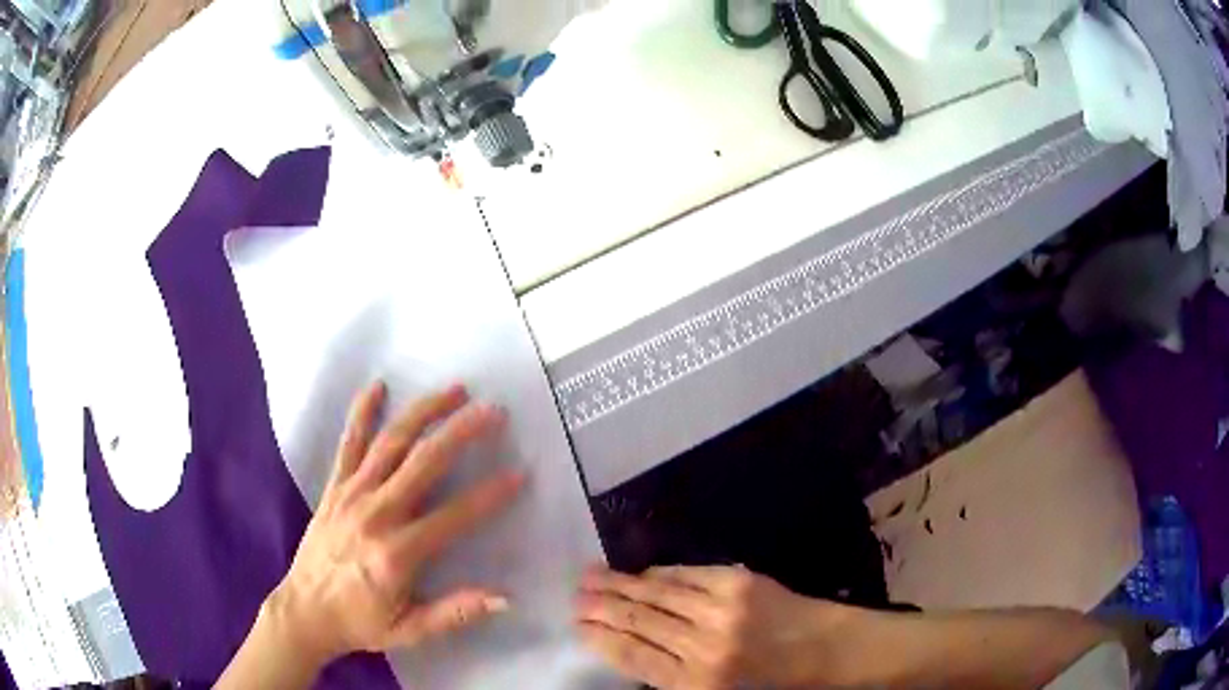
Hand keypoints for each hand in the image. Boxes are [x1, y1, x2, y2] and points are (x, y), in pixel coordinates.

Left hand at [264, 382, 524, 667]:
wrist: (304, 611)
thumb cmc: (360, 623)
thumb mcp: (410, 630)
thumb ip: (455, 613)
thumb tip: (505, 598)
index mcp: (397, 553)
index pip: (454, 516)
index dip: (490, 495)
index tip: (519, 473)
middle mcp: (375, 514)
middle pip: (423, 462)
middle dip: (461, 432)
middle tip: (492, 411)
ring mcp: (351, 495)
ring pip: (391, 442)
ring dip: (423, 412)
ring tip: (453, 390)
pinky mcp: (334, 488)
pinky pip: (348, 444)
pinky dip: (361, 412)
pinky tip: (377, 386)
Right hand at [576, 565, 854, 688]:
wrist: (828, 651)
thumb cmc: (771, 686)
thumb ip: (671, 679)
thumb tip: (629, 651)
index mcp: (695, 684)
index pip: (631, 655)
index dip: (599, 637)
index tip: (577, 624)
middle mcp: (702, 645)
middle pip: (637, 621)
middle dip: (600, 607)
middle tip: (574, 595)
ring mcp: (721, 609)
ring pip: (656, 594)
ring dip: (620, 584)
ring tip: (590, 575)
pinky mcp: (740, 582)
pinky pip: (687, 574)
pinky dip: (660, 573)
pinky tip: (641, 573)